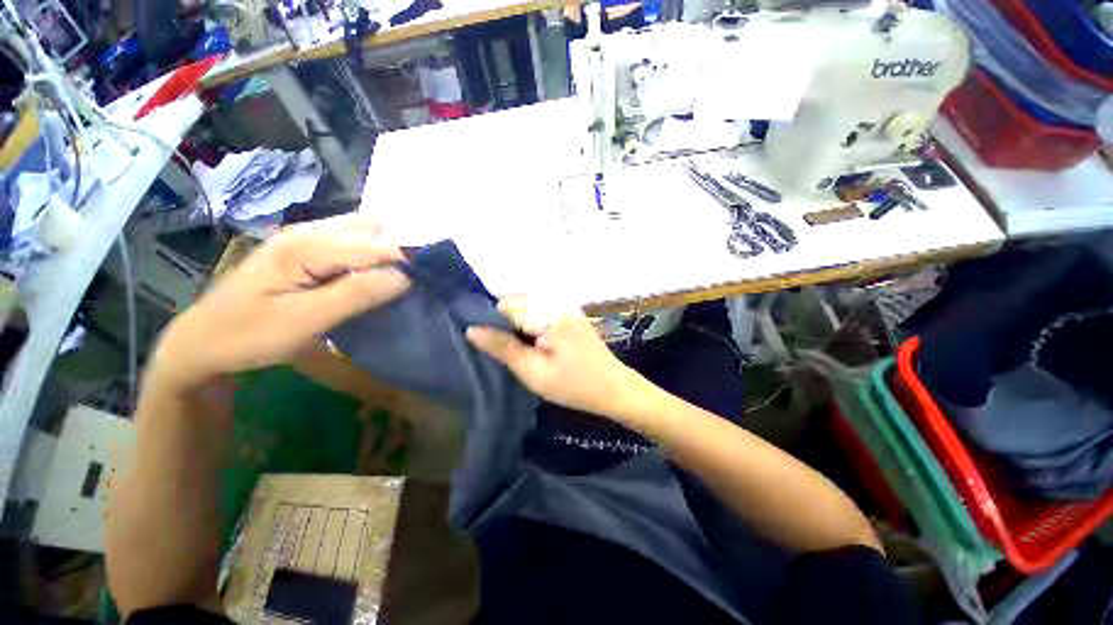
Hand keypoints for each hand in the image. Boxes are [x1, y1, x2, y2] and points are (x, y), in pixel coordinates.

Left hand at [152, 214, 410, 389]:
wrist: (203, 340)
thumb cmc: (250, 334)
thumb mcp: (305, 320)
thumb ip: (357, 294)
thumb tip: (406, 277)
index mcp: (307, 246)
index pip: (376, 245)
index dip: (409, 260)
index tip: (433, 281)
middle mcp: (308, 231)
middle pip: (373, 227)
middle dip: (401, 250)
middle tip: (417, 281)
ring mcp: (305, 237)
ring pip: (363, 230)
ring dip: (387, 250)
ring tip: (401, 279)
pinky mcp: (305, 248)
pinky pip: (351, 240)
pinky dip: (372, 253)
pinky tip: (374, 275)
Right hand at [466, 295, 643, 418]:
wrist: (613, 388)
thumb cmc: (574, 385)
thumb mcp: (533, 372)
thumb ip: (503, 348)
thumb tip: (471, 329)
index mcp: (548, 313)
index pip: (505, 304)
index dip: (495, 324)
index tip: (498, 347)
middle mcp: (557, 301)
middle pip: (516, 302)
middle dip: (508, 325)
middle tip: (515, 353)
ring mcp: (566, 306)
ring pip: (527, 307)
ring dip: (520, 326)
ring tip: (526, 352)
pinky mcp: (570, 313)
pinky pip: (541, 312)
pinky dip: (533, 326)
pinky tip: (539, 346)